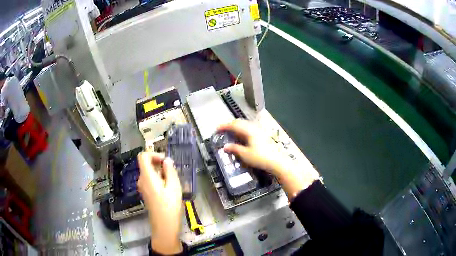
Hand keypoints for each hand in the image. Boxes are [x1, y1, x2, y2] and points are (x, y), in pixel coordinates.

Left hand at [137, 152, 182, 254]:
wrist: (164, 225)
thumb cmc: (170, 206)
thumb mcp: (174, 186)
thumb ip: (170, 171)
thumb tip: (167, 160)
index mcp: (147, 176)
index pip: (143, 156)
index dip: (153, 154)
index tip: (165, 161)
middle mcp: (141, 180)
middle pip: (146, 164)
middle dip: (159, 164)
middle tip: (173, 173)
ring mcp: (142, 187)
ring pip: (150, 173)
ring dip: (160, 173)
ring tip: (172, 183)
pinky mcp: (146, 193)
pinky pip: (150, 180)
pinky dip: (158, 180)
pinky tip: (168, 190)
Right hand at [218, 119, 318, 199]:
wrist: (278, 161)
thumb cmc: (261, 157)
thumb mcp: (245, 154)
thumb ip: (234, 149)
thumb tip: (225, 147)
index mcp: (249, 130)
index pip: (234, 124)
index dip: (224, 126)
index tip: (216, 129)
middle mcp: (254, 128)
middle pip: (240, 122)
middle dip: (230, 125)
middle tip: (222, 130)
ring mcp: (260, 131)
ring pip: (245, 125)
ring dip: (237, 127)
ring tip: (230, 133)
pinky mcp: (263, 135)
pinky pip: (249, 128)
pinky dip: (242, 130)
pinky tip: (242, 137)